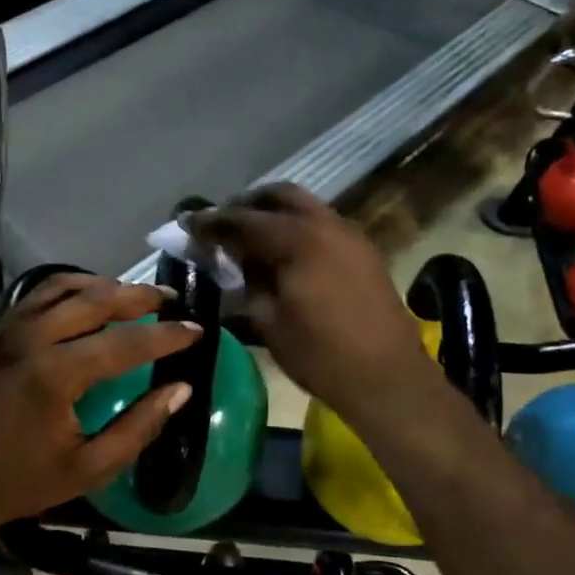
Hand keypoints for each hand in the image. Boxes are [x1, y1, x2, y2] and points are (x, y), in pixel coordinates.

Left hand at [0, 273, 199, 541]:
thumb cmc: (17, 483)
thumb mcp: (87, 470)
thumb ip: (137, 427)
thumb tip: (180, 389)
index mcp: (54, 376)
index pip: (125, 342)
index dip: (167, 336)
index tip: (197, 329)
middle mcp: (29, 340)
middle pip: (95, 300)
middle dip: (139, 296)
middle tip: (171, 300)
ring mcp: (5, 331)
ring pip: (62, 287)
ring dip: (103, 285)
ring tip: (134, 293)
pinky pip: (35, 296)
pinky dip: (68, 288)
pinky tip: (86, 298)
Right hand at [190, 184, 426, 417]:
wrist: (387, 378)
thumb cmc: (320, 354)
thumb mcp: (269, 321)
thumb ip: (247, 282)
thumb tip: (233, 262)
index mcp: (298, 240)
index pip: (244, 220)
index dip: (212, 221)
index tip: (187, 223)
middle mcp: (326, 225)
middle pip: (280, 196)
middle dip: (248, 204)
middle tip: (223, 224)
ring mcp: (350, 236)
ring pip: (306, 207)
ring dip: (275, 214)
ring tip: (251, 239)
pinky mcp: (364, 252)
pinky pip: (323, 225)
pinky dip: (298, 228)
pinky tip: (284, 255)